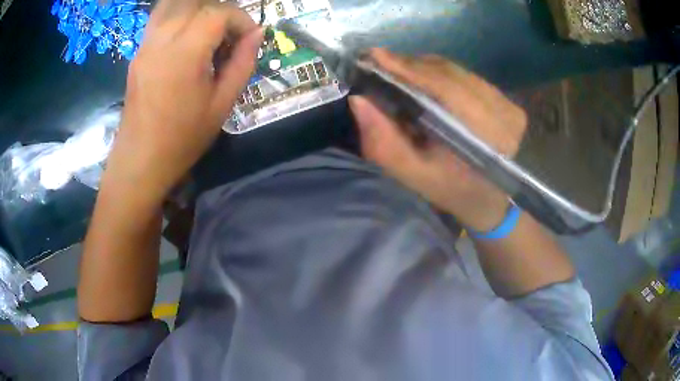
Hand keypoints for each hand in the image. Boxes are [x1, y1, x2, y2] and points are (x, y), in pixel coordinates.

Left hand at [104, 0, 262, 202]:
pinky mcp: (138, 52)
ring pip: (173, 4)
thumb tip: (257, 33)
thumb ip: (243, 62)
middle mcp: (162, 40)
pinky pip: (159, 17)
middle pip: (196, 4)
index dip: (240, 20)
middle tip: (229, 35)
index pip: (217, 13)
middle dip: (221, 12)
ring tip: (208, 32)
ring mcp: (146, 44)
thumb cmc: (183, 137)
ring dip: (197, 10)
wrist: (141, 159)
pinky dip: (178, 15)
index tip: (248, 38)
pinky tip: (187, 35)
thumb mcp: (222, 103)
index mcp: (184, 53)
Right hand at [349, 49, 526, 231]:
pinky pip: (468, 77)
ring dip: (425, 68)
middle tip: (380, 62)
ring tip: (398, 70)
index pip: (445, 87)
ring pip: (458, 72)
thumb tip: (359, 101)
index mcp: (486, 137)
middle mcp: (504, 114)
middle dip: (412, 65)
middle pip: (450, 74)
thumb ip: (385, 143)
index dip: (409, 69)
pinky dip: (442, 74)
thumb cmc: (452, 191)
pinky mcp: (509, 102)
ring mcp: (509, 105)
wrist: (491, 199)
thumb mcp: (415, 175)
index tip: (375, 56)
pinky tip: (425, 79)